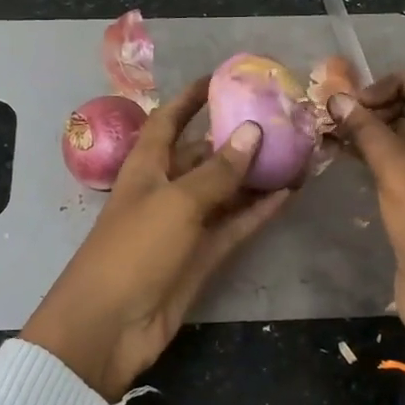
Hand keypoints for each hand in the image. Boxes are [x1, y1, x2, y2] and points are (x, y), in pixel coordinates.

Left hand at [22, 81, 291, 400]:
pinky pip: (233, 226)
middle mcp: (165, 190)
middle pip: (202, 155)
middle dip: (233, 138)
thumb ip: (217, 171)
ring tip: (293, 153)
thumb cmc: (134, 250)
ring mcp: (184, 225)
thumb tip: (252, 131)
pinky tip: (287, 194)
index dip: (189, 100)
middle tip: (277, 119)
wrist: (110, 326)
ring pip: (224, 191)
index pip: (167, 121)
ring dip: (254, 175)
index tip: (219, 79)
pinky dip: (257, 211)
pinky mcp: (200, 257)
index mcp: (146, 167)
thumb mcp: (176, 202)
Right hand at [327, 67, 404, 366]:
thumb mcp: (399, 170)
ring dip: (377, 129)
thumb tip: (334, 98)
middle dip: (383, 104)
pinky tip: (345, 150)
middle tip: (341, 113)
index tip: (358, 98)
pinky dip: (381, 152)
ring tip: (335, 128)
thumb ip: (366, 129)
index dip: (397, 82)